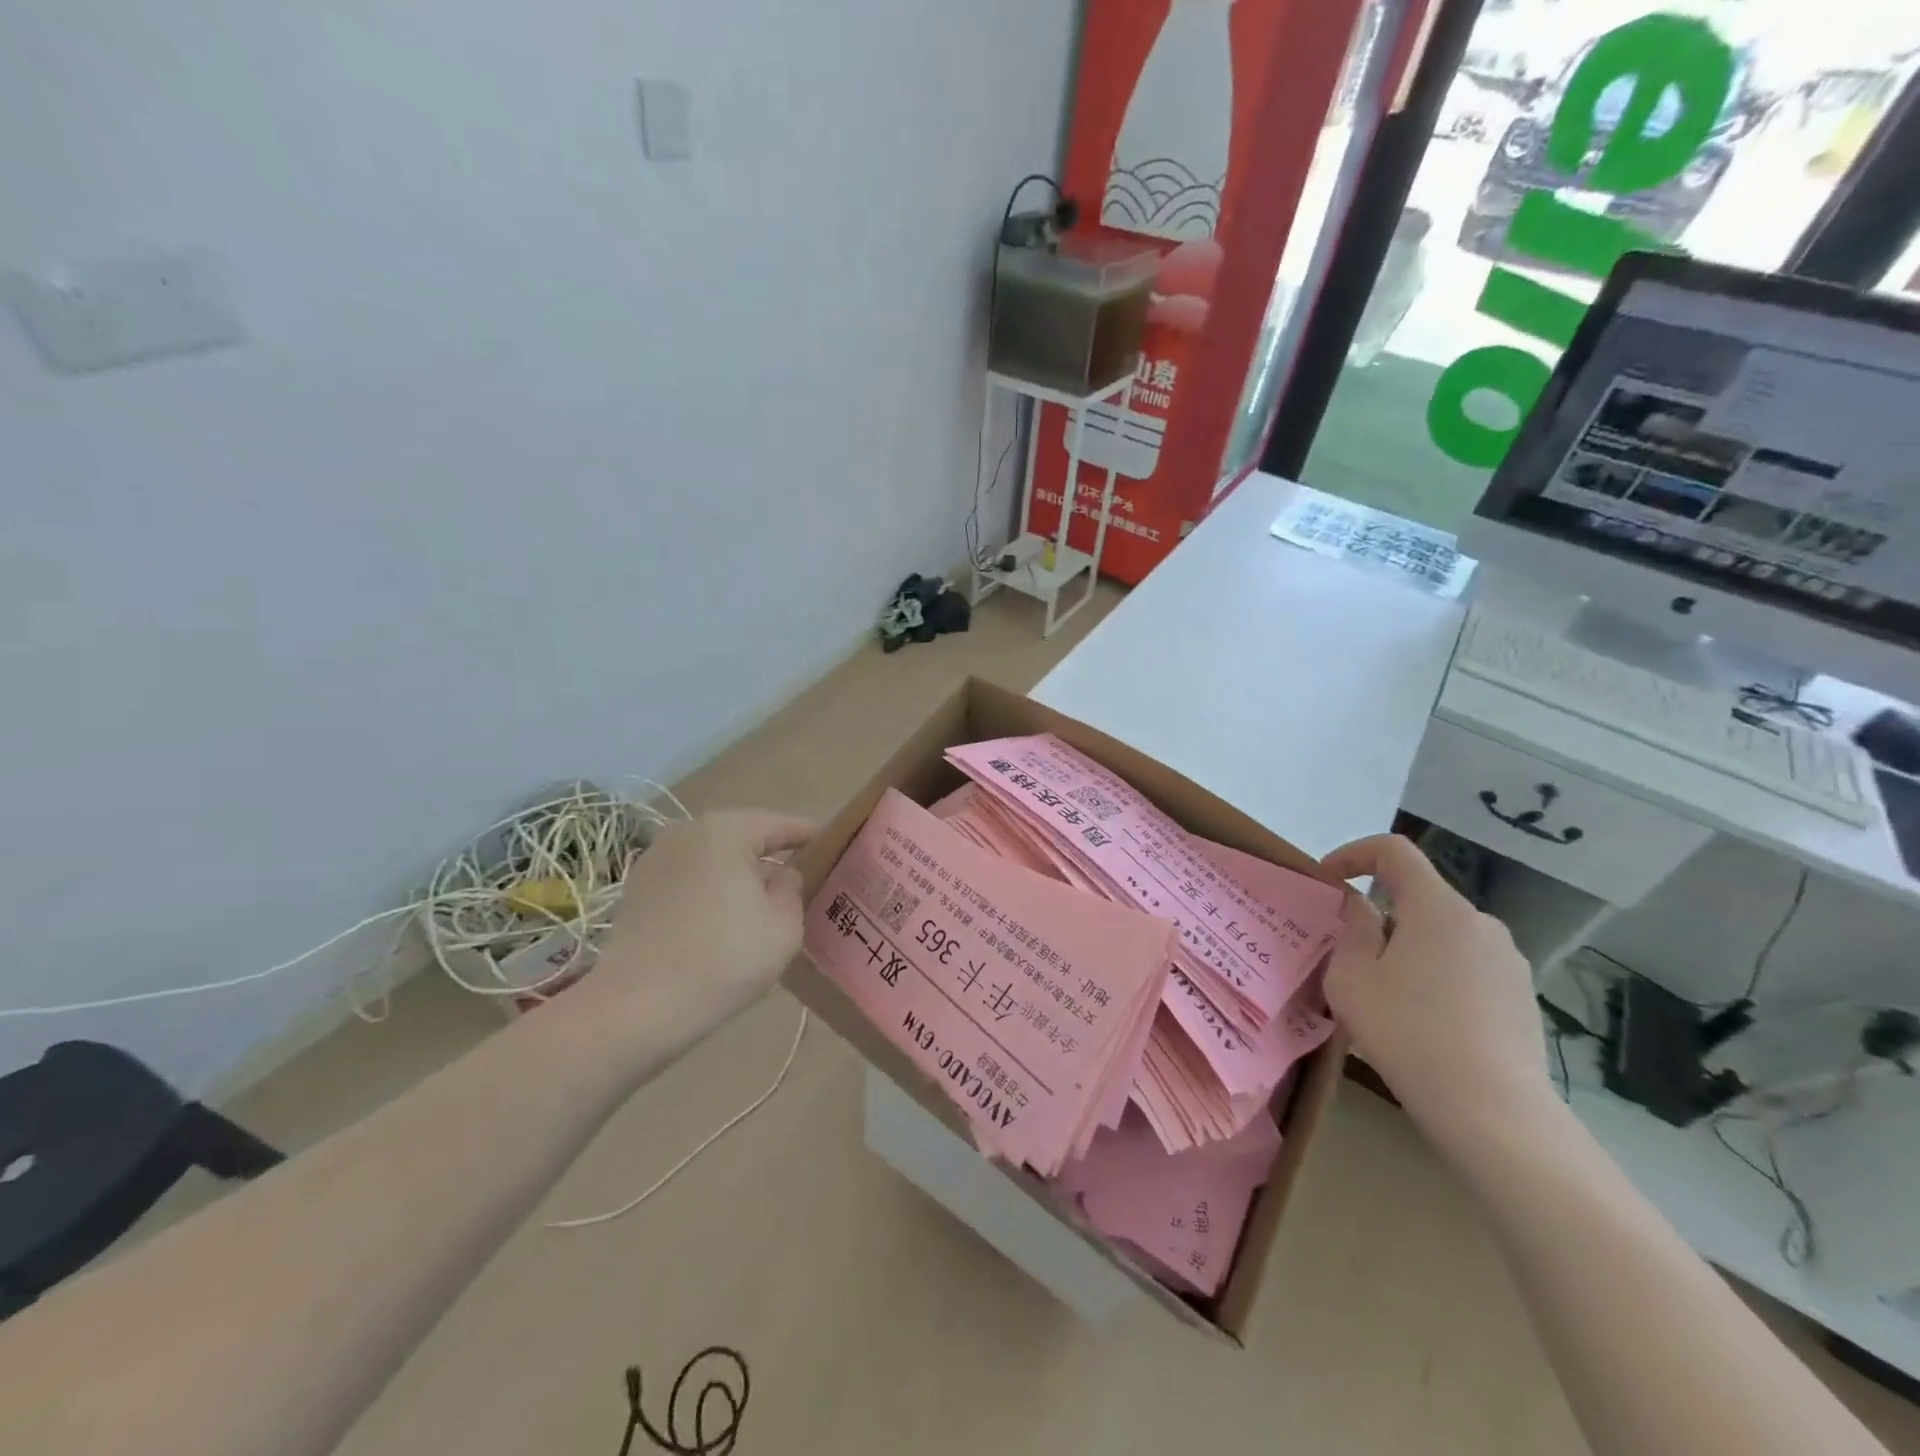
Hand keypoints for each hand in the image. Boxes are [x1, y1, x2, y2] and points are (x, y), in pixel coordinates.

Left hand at [590, 809, 814, 1031]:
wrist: (637, 1007)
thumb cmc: (723, 959)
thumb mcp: (784, 927)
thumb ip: (792, 890)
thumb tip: (781, 875)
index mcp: (726, 831)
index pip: (778, 824)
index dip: (806, 834)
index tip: (829, 844)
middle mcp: (687, 832)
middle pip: (742, 836)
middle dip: (769, 854)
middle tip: (798, 876)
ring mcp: (656, 859)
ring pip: (712, 857)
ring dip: (737, 873)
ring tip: (760, 901)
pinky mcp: (637, 889)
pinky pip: (688, 877)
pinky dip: (709, 889)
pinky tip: (721, 918)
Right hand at [1319, 834, 1553, 1147]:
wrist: (1494, 1114)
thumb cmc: (1408, 1034)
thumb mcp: (1352, 979)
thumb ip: (1353, 931)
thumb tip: (1362, 907)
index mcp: (1438, 908)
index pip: (1394, 851)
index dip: (1354, 854)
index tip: (1328, 882)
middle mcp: (1480, 922)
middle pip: (1418, 896)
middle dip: (1379, 915)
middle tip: (1350, 956)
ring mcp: (1508, 960)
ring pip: (1442, 934)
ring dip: (1408, 948)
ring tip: (1385, 996)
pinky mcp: (1522, 996)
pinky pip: (1466, 966)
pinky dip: (1436, 975)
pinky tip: (1424, 1022)